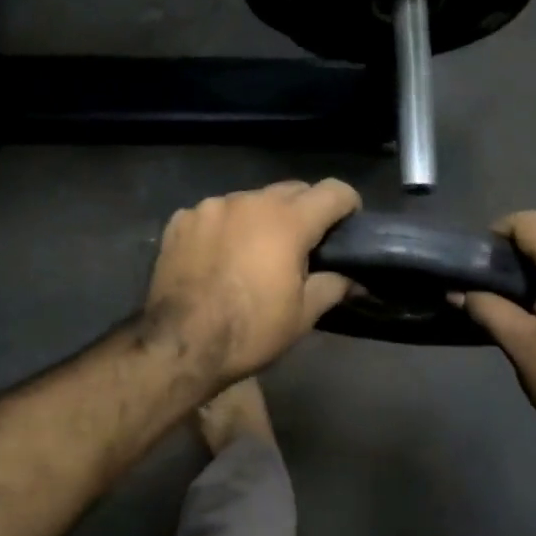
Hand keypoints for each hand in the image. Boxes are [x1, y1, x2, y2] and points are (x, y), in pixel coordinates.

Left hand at [144, 180, 360, 383]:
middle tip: (305, 245)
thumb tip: (355, 280)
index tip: (349, 225)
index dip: (348, 205)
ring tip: (256, 252)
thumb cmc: (250, 331)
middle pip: (292, 190)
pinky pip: (215, 214)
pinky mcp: (181, 220)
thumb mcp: (302, 315)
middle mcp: (250, 201)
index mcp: (287, 221)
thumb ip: (333, 286)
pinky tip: (219, 257)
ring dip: (262, 218)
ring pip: (250, 200)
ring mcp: (210, 207)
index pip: (333, 191)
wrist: (180, 345)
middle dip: (305, 210)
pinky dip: (225, 228)